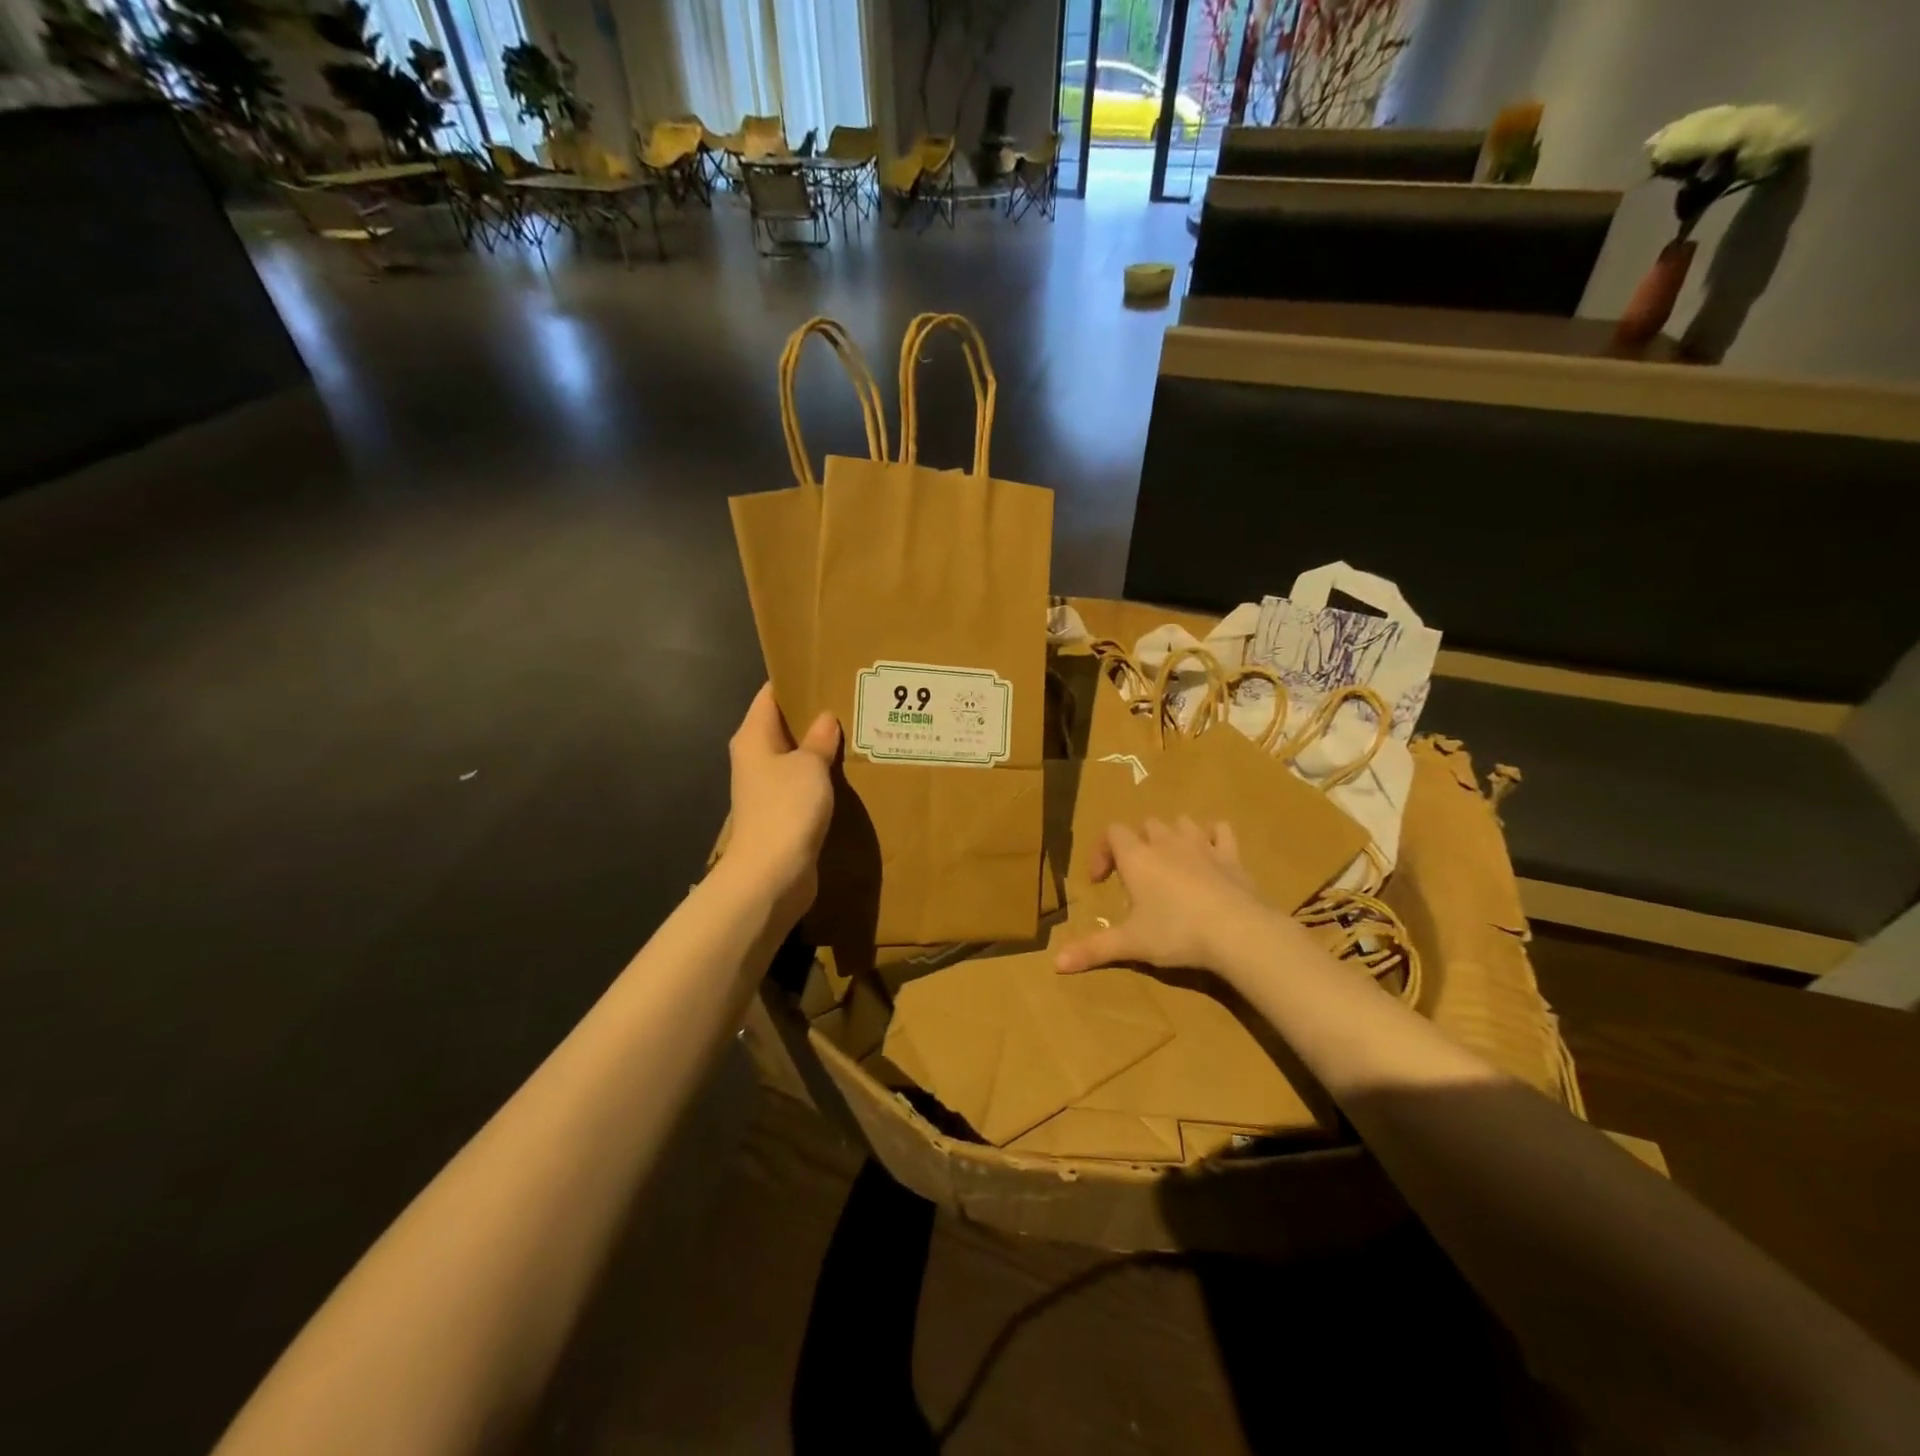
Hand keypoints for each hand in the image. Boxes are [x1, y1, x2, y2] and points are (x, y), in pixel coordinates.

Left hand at [724, 684, 839, 922]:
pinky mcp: (782, 814)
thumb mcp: (809, 765)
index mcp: (753, 737)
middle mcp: (755, 759)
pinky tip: (849, 773)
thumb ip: (819, 740)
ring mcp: (767, 788)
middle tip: (852, 699)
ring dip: (820, 749)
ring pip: (796, 757)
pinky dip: (822, 777)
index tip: (826, 668)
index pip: (771, 695)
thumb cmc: (786, 808)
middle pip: (784, 726)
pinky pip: (803, 785)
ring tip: (857, 732)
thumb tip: (825, 718)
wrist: (771, 874)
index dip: (796, 679)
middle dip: (814, 714)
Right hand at [1055, 816, 1276, 977]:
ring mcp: (1201, 845)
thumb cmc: (1176, 933)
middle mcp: (1166, 842)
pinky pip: (1221, 830)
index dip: (1103, 852)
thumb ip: (1093, 949)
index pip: (1112, 832)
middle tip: (1138, 877)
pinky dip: (1214, 836)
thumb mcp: (1131, 944)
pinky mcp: (1231, 855)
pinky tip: (1211, 853)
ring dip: (1173, 836)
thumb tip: (1055, 964)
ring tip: (1171, 862)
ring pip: (1181, 822)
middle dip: (1138, 844)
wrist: (1237, 931)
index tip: (1101, 881)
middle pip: (1146, 825)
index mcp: (1137, 857)